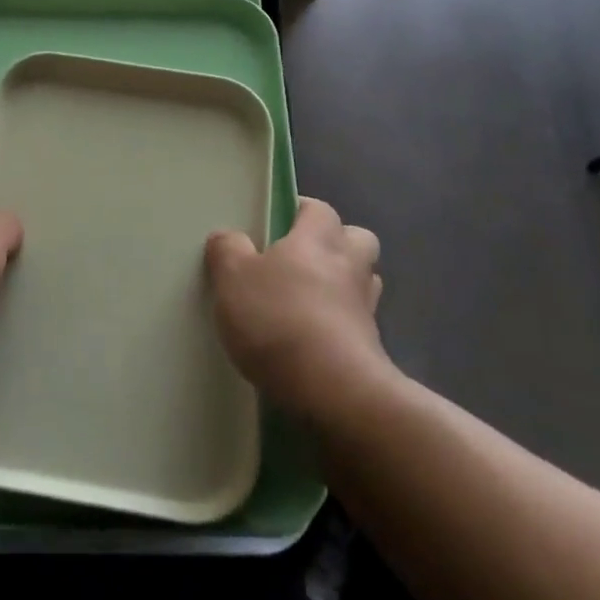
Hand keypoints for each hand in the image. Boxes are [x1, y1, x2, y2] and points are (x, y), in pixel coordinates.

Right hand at [205, 198, 391, 421]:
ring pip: (362, 282)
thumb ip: (227, 250)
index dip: (302, 211)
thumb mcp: (232, 278)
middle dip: (335, 244)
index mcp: (317, 239)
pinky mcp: (372, 349)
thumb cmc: (278, 319)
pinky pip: (358, 324)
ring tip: (307, 301)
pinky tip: (312, 341)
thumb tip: (228, 237)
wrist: (332, 391)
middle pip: (357, 239)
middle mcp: (349, 266)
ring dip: (342, 285)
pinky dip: (340, 326)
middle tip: (299, 259)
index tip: (278, 222)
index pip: (320, 209)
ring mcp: (366, 309)